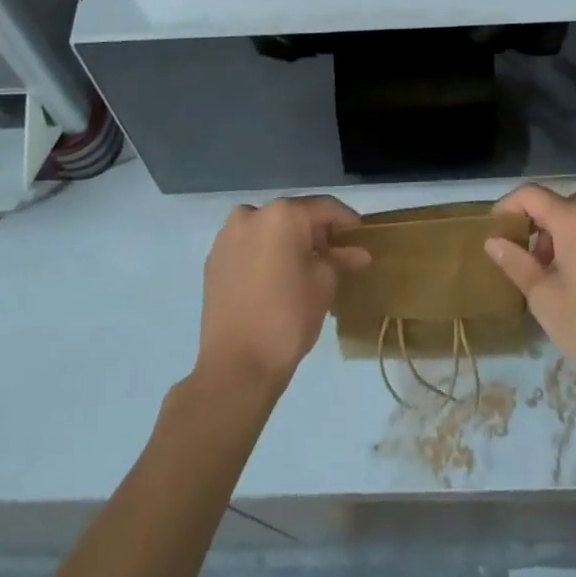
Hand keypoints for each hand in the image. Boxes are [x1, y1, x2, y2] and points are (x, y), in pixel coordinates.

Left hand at [195, 196, 369, 394]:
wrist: (235, 368)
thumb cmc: (287, 319)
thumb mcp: (324, 285)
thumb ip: (340, 260)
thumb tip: (359, 253)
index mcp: (283, 214)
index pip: (325, 208)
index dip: (347, 222)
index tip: (361, 238)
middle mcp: (252, 213)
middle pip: (294, 216)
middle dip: (316, 234)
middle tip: (336, 257)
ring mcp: (228, 236)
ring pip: (269, 231)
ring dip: (288, 244)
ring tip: (305, 270)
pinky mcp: (214, 260)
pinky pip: (249, 247)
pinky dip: (265, 255)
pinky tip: (276, 279)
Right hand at [486, 184, 575, 404]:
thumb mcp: (543, 296)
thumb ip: (516, 262)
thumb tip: (493, 241)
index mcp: (575, 219)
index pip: (531, 194)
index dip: (506, 207)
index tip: (493, 233)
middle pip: (554, 204)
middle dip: (531, 224)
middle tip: (516, 256)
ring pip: (575, 219)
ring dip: (552, 235)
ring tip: (540, 274)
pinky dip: (573, 244)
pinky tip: (567, 281)